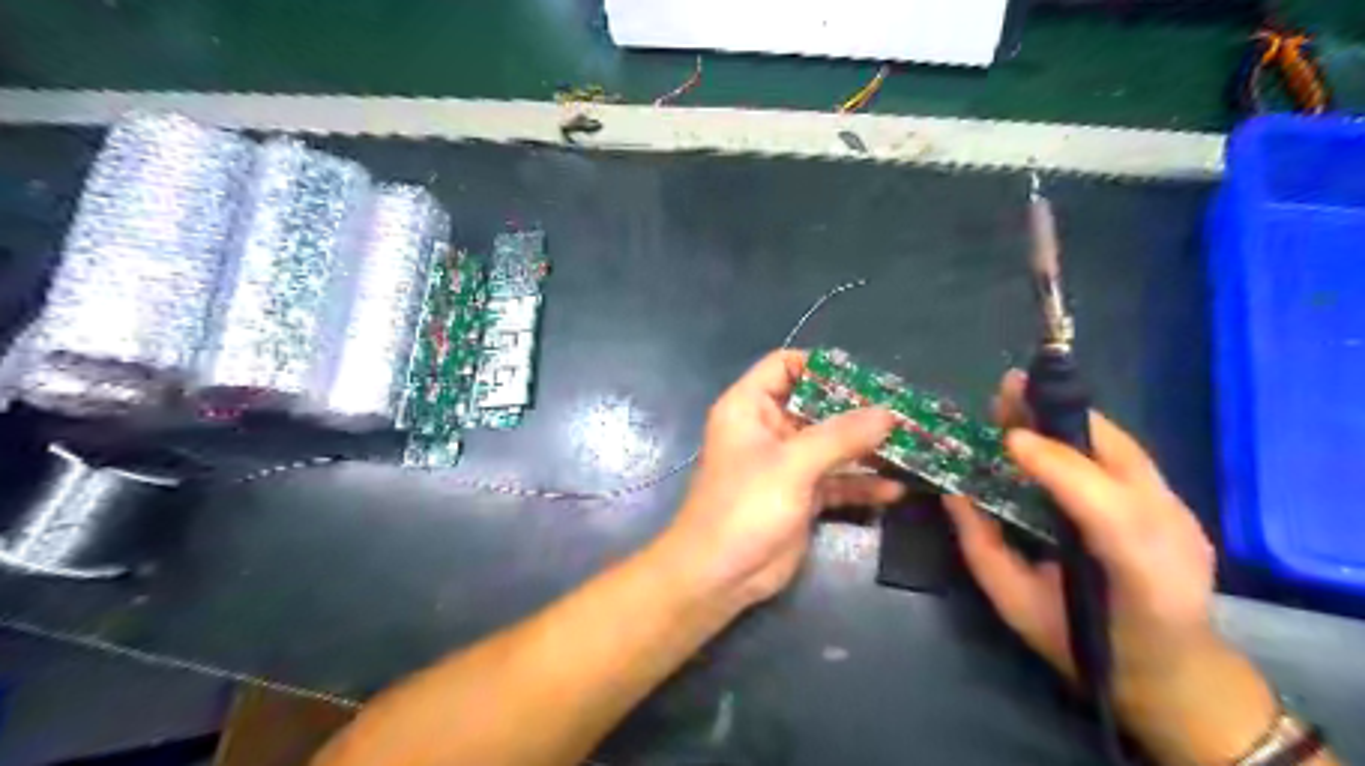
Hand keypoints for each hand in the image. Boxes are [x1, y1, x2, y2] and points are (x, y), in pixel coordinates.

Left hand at [656, 349, 902, 610]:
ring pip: (831, 444)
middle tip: (903, 412)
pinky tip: (895, 489)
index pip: (784, 365)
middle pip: (817, 405)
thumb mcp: (793, 464)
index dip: (822, 366)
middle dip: (858, 410)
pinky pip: (836, 480)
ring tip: (911, 447)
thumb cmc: (745, 506)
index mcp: (750, 407)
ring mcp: (786, 463)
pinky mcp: (801, 495)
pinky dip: (862, 484)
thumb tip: (888, 413)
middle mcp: (769, 429)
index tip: (866, 378)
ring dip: (867, 448)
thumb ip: (841, 436)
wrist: (720, 575)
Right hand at [945, 370, 1285, 765]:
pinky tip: (1046, 425)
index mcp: (1138, 578)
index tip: (1008, 438)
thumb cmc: (1086, 646)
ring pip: (1123, 448)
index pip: (1105, 509)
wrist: (1173, 672)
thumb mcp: (1018, 606)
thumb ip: (983, 548)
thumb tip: (953, 493)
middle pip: (1122, 460)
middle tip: (1008, 387)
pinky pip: (1124, 456)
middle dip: (1060, 419)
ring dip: (1067, 417)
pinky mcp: (1176, 503)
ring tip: (1020, 395)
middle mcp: (1173, 537)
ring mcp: (1182, 516)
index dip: (1058, 466)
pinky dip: (1081, 433)